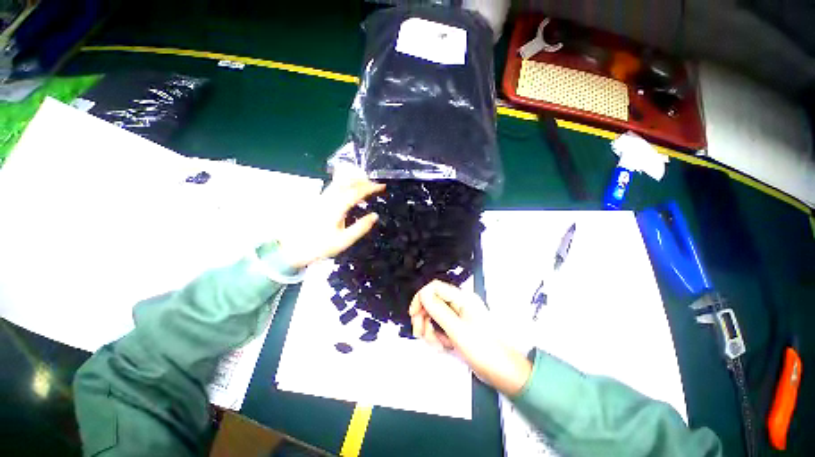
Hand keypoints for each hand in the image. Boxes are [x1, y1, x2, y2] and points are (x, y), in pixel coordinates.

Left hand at [277, 177, 384, 268]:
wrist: (292, 248)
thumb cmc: (320, 246)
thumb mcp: (344, 241)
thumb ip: (360, 227)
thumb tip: (375, 216)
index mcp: (336, 207)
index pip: (356, 191)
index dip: (371, 187)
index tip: (382, 186)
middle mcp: (328, 198)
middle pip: (347, 182)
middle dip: (364, 180)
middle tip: (376, 184)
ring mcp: (322, 198)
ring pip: (340, 182)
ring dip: (355, 180)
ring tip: (367, 185)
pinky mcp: (318, 200)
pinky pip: (335, 186)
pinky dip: (346, 184)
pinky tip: (351, 191)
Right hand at [409, 280, 532, 396]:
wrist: (504, 373)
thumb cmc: (484, 350)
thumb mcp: (457, 330)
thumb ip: (438, 311)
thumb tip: (423, 294)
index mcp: (462, 298)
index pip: (435, 287)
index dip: (421, 298)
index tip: (414, 314)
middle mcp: (459, 304)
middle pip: (432, 302)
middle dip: (424, 317)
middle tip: (420, 333)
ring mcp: (458, 317)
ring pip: (434, 316)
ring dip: (429, 330)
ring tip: (436, 345)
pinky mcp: (457, 329)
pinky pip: (440, 327)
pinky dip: (437, 337)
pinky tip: (442, 347)